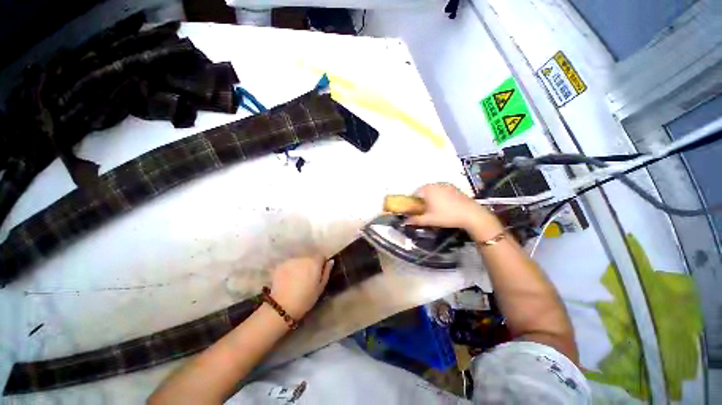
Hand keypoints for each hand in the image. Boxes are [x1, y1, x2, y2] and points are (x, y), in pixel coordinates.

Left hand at [269, 255, 332, 318]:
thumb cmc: (306, 299)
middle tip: (306, 278)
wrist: (282, 307)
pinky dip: (289, 270)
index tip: (318, 273)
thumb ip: (326, 272)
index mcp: (315, 262)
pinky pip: (288, 265)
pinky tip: (287, 281)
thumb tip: (330, 261)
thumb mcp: (321, 287)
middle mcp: (303, 258)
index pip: (321, 256)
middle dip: (309, 265)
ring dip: (299, 267)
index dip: (321, 264)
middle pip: (309, 258)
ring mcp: (291, 261)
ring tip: (296, 280)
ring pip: (298, 262)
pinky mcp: (280, 265)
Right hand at [405, 183, 502, 239]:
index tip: (414, 210)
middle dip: (421, 199)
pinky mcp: (453, 187)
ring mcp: (445, 184)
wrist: (471, 214)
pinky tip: (444, 205)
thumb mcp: (429, 220)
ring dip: (430, 196)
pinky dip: (439, 195)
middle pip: (423, 190)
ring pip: (432, 189)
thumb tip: (404, 221)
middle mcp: (435, 184)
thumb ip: (415, 220)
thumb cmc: (447, 216)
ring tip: (434, 207)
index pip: (414, 193)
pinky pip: (441, 189)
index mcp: (427, 190)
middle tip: (424, 210)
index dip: (412, 202)